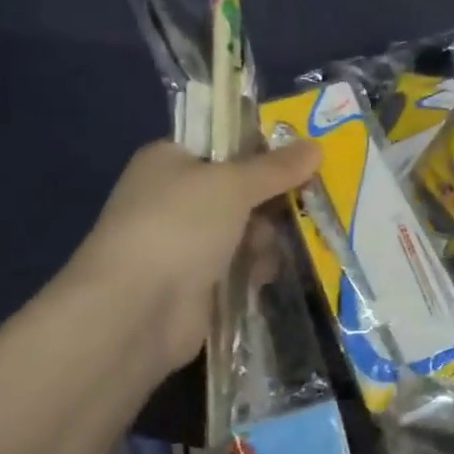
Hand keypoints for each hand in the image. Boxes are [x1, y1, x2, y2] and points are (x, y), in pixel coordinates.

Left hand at [66, 139, 320, 372]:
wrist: (137, 309)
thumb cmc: (180, 226)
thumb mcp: (233, 184)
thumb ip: (277, 167)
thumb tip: (316, 145)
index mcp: (170, 160)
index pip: (223, 144)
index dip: (261, 150)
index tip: (300, 159)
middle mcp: (174, 197)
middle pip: (240, 190)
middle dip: (269, 200)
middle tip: (301, 204)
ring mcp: (184, 243)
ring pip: (244, 230)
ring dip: (263, 239)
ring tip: (266, 249)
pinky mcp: (196, 283)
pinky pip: (239, 266)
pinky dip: (254, 269)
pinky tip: (262, 276)